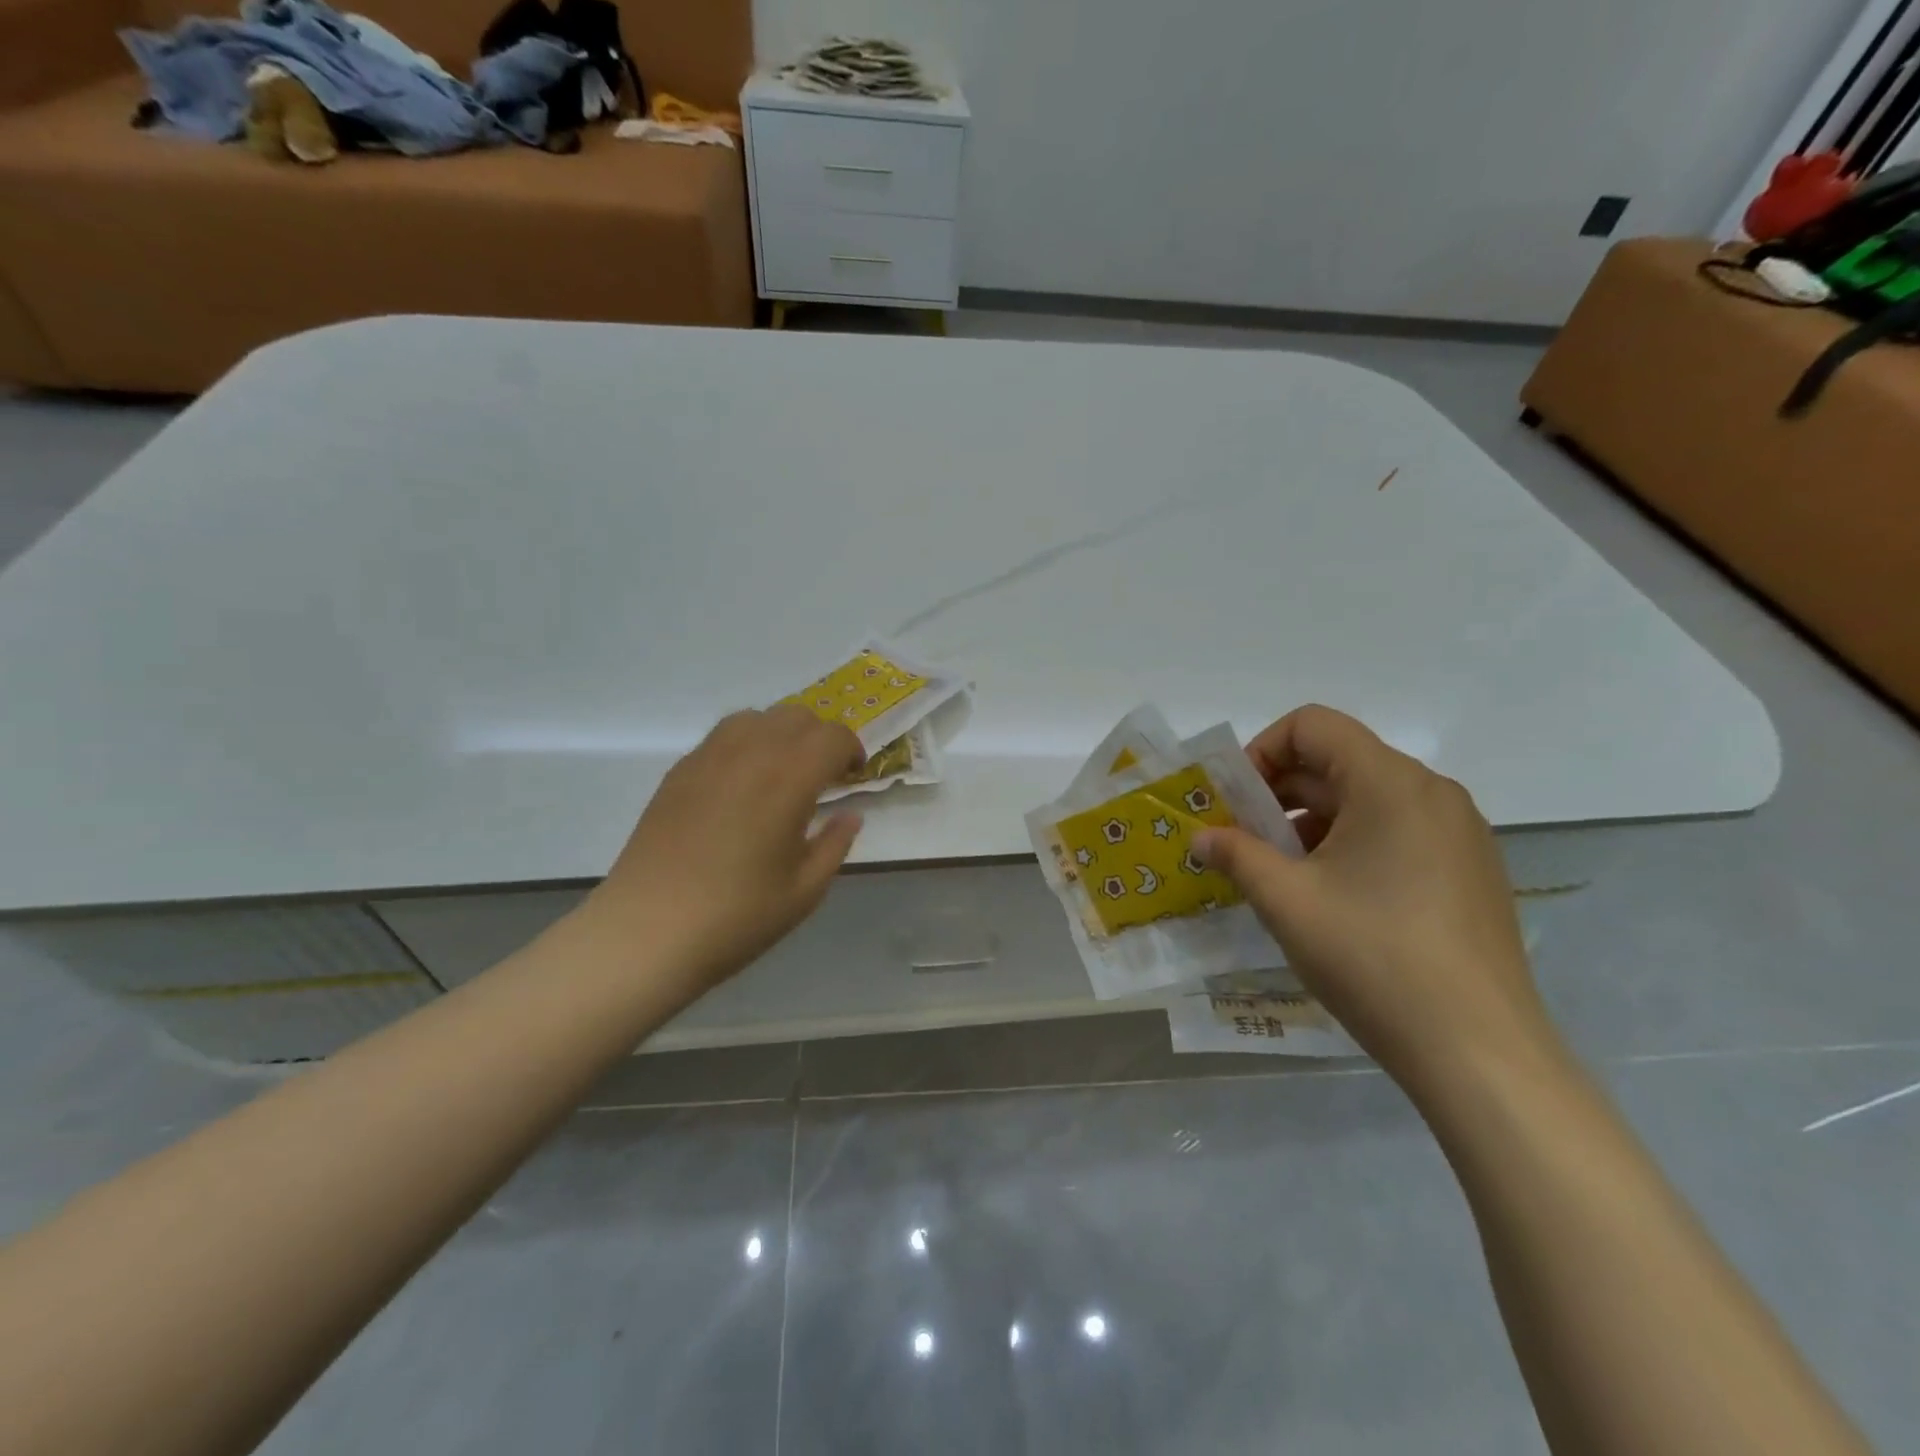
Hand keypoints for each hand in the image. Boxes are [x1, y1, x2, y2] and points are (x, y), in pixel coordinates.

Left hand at [583, 706, 864, 993]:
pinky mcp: (678, 772)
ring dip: (781, 734)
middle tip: (823, 776)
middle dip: (820, 738)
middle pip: (796, 716)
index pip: (833, 736)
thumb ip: (835, 844)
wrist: (648, 932)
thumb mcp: (805, 890)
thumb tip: (849, 815)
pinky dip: (746, 744)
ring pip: (756, 717)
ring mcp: (708, 758)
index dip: (852, 751)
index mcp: (789, 778)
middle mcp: (750, 753)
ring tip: (781, 773)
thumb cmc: (737, 916)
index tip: (853, 777)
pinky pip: (722, 736)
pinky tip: (741, 786)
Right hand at [1194, 705, 1558, 1095]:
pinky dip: (1350, 844)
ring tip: (1279, 873)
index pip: (1313, 726)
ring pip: (1366, 799)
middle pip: (1339, 761)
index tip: (1234, 800)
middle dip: (1279, 792)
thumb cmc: (1372, 957)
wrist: (1479, 1052)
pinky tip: (1329, 897)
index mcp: (1391, 783)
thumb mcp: (1285, 901)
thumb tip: (1201, 838)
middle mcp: (1432, 793)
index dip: (1261, 750)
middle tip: (1241, 839)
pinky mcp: (1470, 871)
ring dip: (1310, 821)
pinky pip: (1397, 832)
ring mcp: (1459, 834)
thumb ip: (1235, 854)